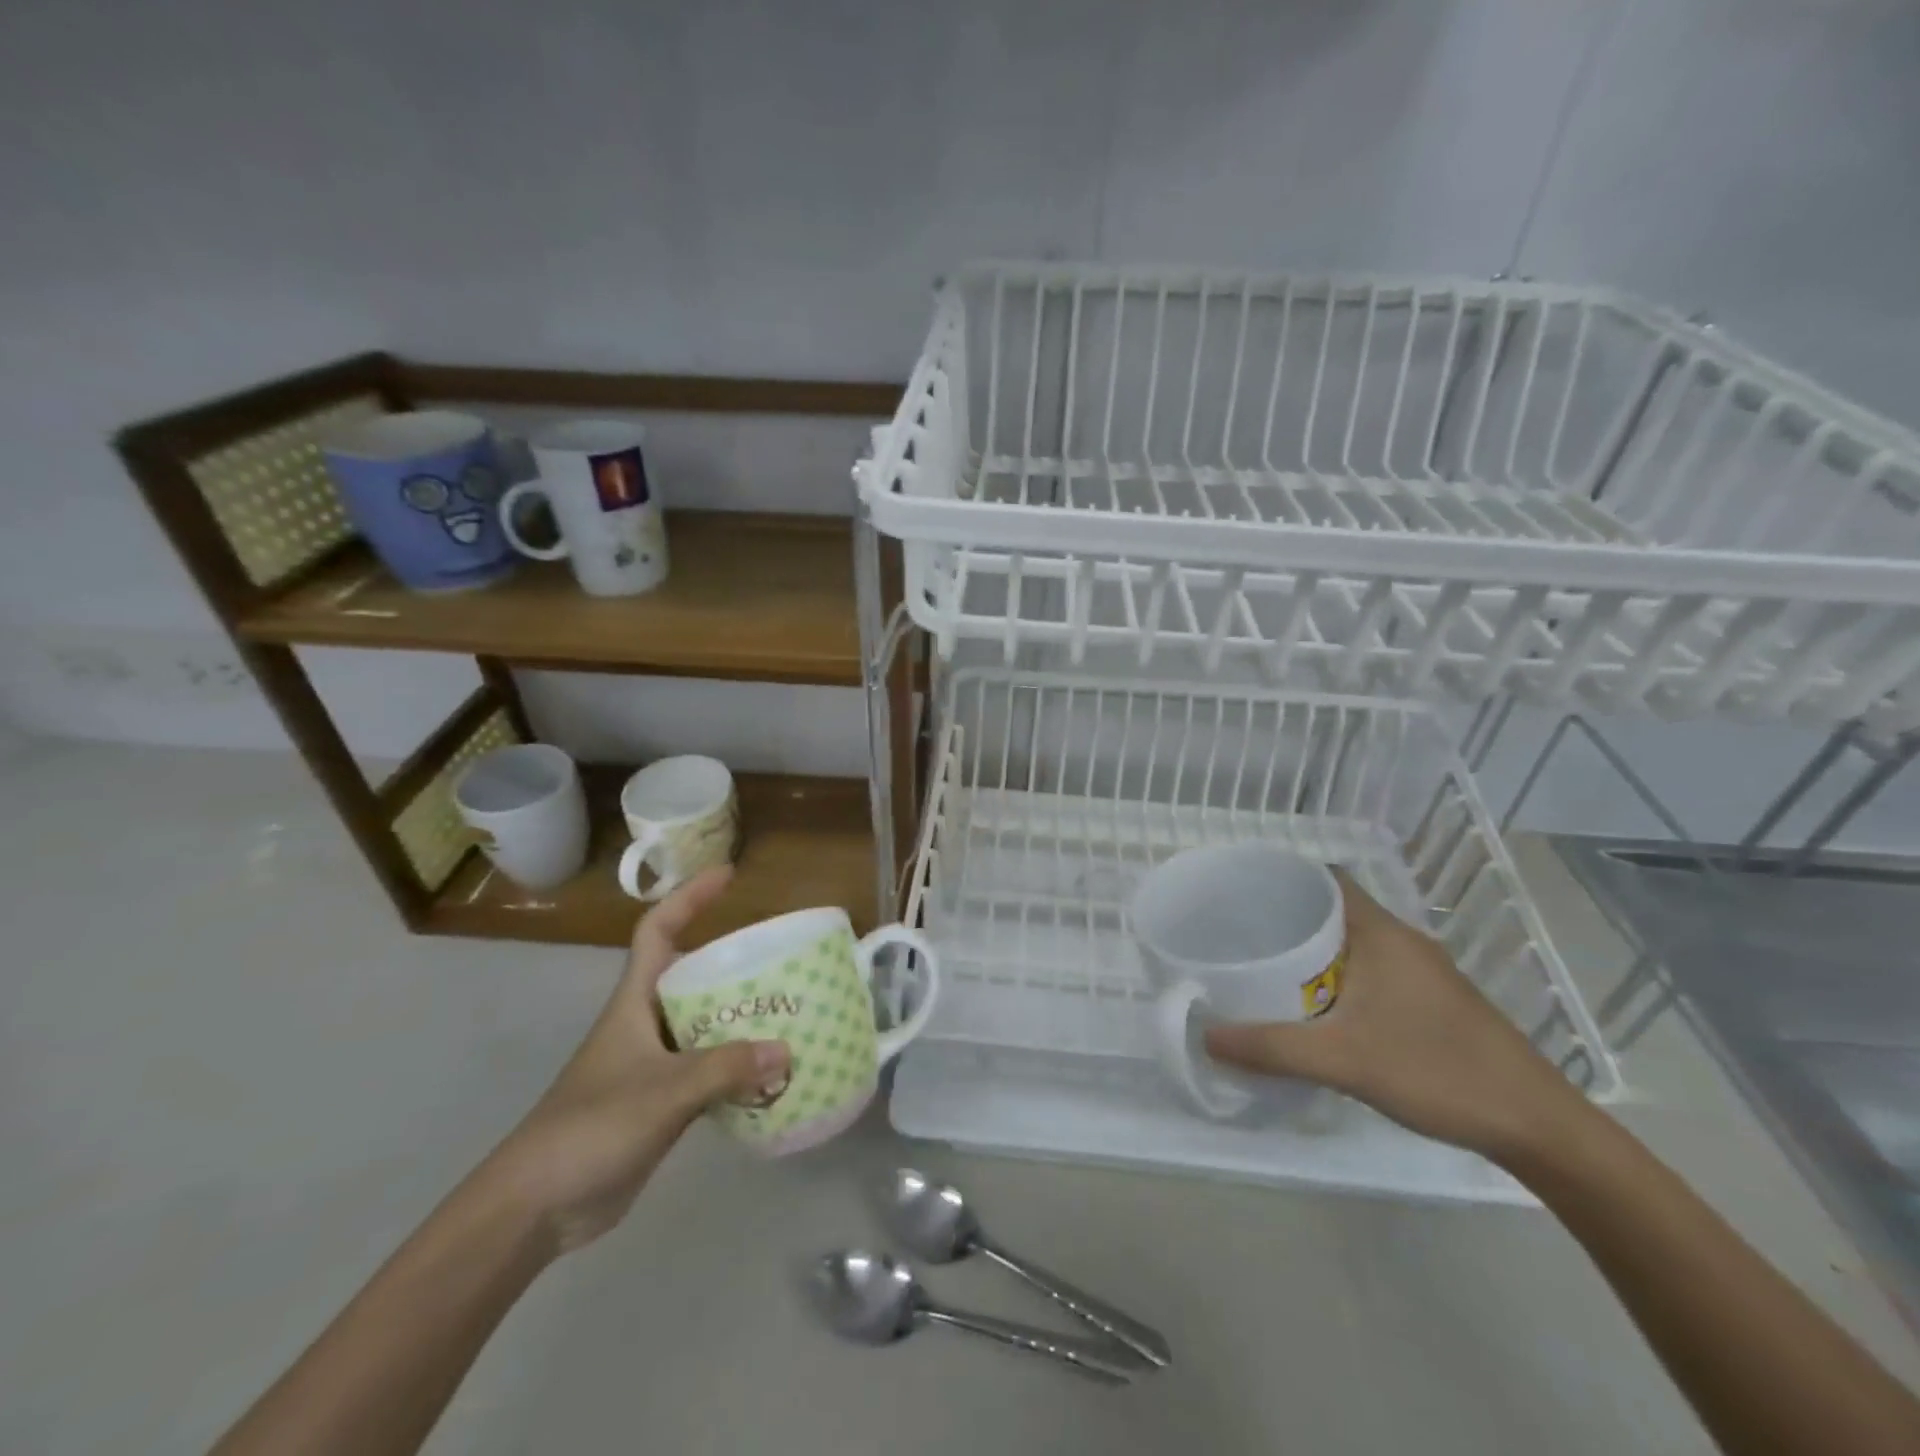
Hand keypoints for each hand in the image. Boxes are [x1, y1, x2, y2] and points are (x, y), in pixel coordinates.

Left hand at [488, 868, 788, 1252]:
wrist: (536, 1206)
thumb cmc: (591, 1128)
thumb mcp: (663, 1091)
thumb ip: (725, 1069)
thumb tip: (787, 1050)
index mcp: (634, 1002)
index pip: (658, 930)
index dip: (690, 897)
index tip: (728, 876)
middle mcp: (645, 1023)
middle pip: (691, 975)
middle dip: (732, 962)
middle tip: (782, 959)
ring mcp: (652, 1064)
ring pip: (703, 1024)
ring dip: (740, 1017)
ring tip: (789, 1012)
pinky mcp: (660, 1102)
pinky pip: (708, 1068)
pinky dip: (737, 1066)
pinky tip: (769, 1074)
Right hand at [1203, 870, 1589, 1163]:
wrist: (1538, 1126)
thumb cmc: (1438, 1071)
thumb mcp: (1343, 1060)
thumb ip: (1271, 1047)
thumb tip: (1206, 1037)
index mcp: (1382, 933)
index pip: (1324, 879)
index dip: (1281, 879)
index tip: (1239, 894)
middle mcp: (1402, 941)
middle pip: (1333, 910)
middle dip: (1286, 919)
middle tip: (1239, 936)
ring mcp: (1421, 972)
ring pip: (1352, 944)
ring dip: (1312, 952)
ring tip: (1264, 970)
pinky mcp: (1432, 1001)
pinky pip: (1370, 971)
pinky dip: (1337, 977)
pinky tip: (1315, 1010)